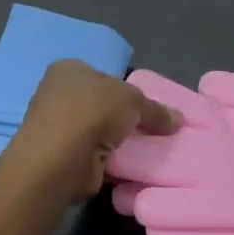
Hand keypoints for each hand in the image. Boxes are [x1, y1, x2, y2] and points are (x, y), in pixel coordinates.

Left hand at [0, 61, 180, 202]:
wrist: (60, 159)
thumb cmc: (93, 112)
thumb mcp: (135, 101)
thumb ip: (156, 109)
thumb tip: (178, 120)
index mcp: (69, 70)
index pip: (103, 76)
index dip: (126, 90)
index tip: (146, 107)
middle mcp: (57, 94)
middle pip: (100, 104)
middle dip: (122, 118)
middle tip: (149, 129)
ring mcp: (55, 127)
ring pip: (96, 130)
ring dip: (114, 140)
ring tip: (142, 149)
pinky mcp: (59, 156)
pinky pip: (92, 154)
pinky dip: (106, 159)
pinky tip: (124, 164)